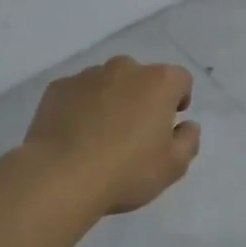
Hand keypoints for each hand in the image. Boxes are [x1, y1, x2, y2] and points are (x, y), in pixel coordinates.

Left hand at [22, 57, 201, 214]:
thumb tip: (188, 126)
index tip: (169, 125)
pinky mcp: (57, 88)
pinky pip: (77, 93)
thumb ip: (188, 141)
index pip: (180, 79)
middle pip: (141, 77)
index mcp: (158, 82)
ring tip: (100, 137)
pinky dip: (80, 107)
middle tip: (135, 134)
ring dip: (110, 101)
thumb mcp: (173, 167)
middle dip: (142, 98)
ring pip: (107, 83)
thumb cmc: (126, 171)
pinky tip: (74, 136)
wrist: (60, 177)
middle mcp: (124, 68)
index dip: (178, 100)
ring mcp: (87, 76)